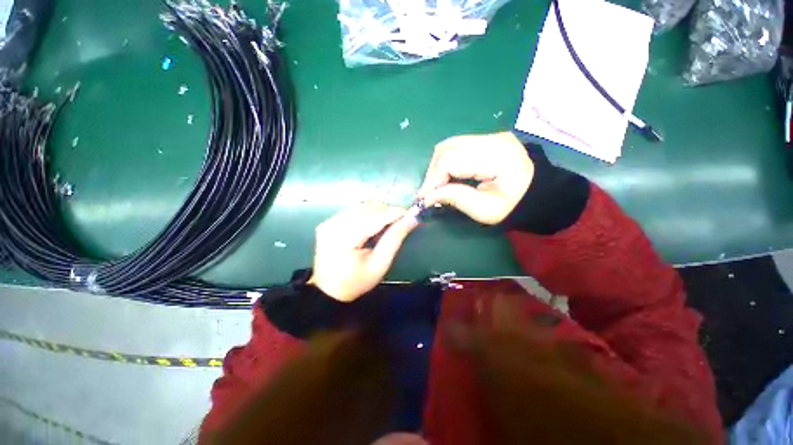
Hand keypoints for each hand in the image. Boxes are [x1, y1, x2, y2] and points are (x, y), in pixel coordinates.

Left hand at [309, 202, 418, 301]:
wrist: (328, 290)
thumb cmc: (356, 282)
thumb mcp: (379, 265)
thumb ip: (394, 239)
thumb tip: (412, 219)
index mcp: (344, 239)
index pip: (374, 217)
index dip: (395, 213)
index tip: (412, 214)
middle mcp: (333, 225)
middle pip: (367, 208)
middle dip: (388, 211)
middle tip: (401, 221)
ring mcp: (329, 222)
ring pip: (361, 206)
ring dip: (378, 211)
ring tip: (389, 223)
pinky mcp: (328, 221)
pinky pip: (353, 210)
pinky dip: (368, 212)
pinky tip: (373, 223)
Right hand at [417, 132, 533, 224]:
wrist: (534, 194)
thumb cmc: (512, 206)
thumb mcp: (483, 210)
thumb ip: (454, 198)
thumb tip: (426, 196)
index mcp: (497, 157)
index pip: (451, 160)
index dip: (433, 179)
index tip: (424, 197)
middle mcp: (493, 139)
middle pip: (447, 148)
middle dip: (433, 172)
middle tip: (429, 192)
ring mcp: (490, 136)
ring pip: (448, 145)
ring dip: (437, 166)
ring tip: (437, 184)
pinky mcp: (486, 138)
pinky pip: (456, 146)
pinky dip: (446, 161)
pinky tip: (447, 175)